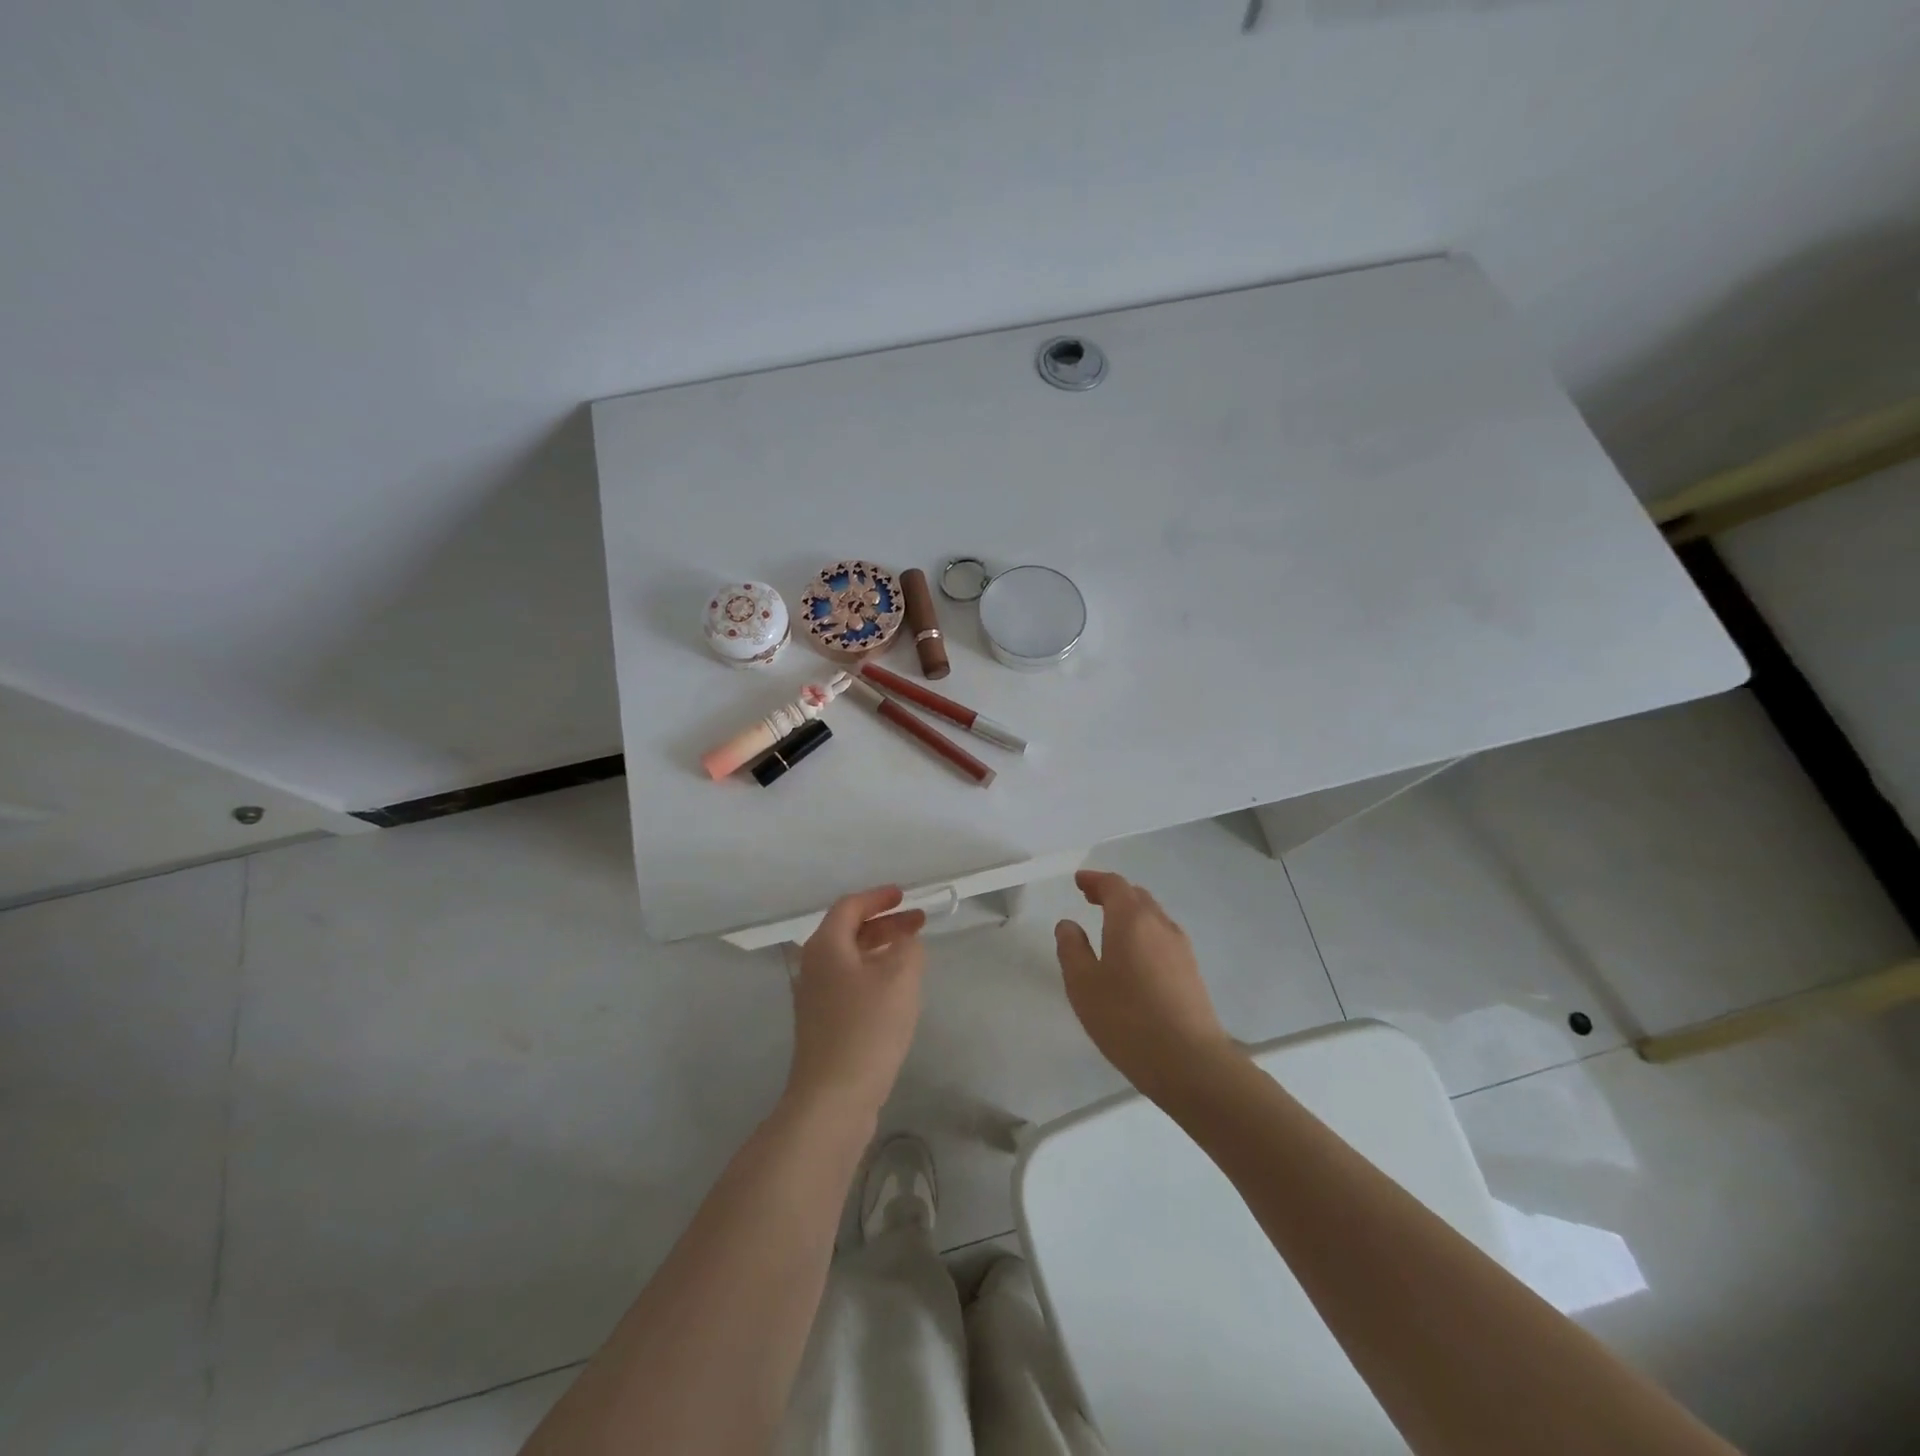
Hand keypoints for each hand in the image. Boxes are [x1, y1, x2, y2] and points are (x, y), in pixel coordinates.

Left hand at [785, 886, 927, 1123]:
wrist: (833, 1098)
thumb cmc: (867, 1028)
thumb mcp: (899, 978)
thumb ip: (908, 947)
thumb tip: (905, 941)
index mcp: (826, 947)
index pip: (850, 907)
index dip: (878, 898)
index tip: (904, 895)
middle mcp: (814, 966)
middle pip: (849, 931)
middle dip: (885, 923)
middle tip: (918, 923)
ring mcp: (815, 998)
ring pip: (851, 959)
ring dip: (881, 949)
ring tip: (913, 953)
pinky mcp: (824, 1024)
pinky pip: (850, 984)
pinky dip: (874, 974)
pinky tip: (897, 990)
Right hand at [1055, 870, 1233, 1101]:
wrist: (1190, 1062)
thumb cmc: (1127, 1018)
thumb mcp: (1083, 984)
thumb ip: (1071, 949)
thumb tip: (1068, 924)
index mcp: (1131, 919)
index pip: (1114, 885)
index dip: (1095, 880)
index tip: (1079, 882)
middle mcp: (1160, 925)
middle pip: (1137, 896)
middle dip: (1113, 893)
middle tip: (1091, 899)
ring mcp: (1181, 948)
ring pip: (1153, 917)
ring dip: (1130, 914)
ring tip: (1110, 928)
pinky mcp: (1192, 972)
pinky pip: (1163, 938)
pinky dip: (1144, 934)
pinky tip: (1134, 958)